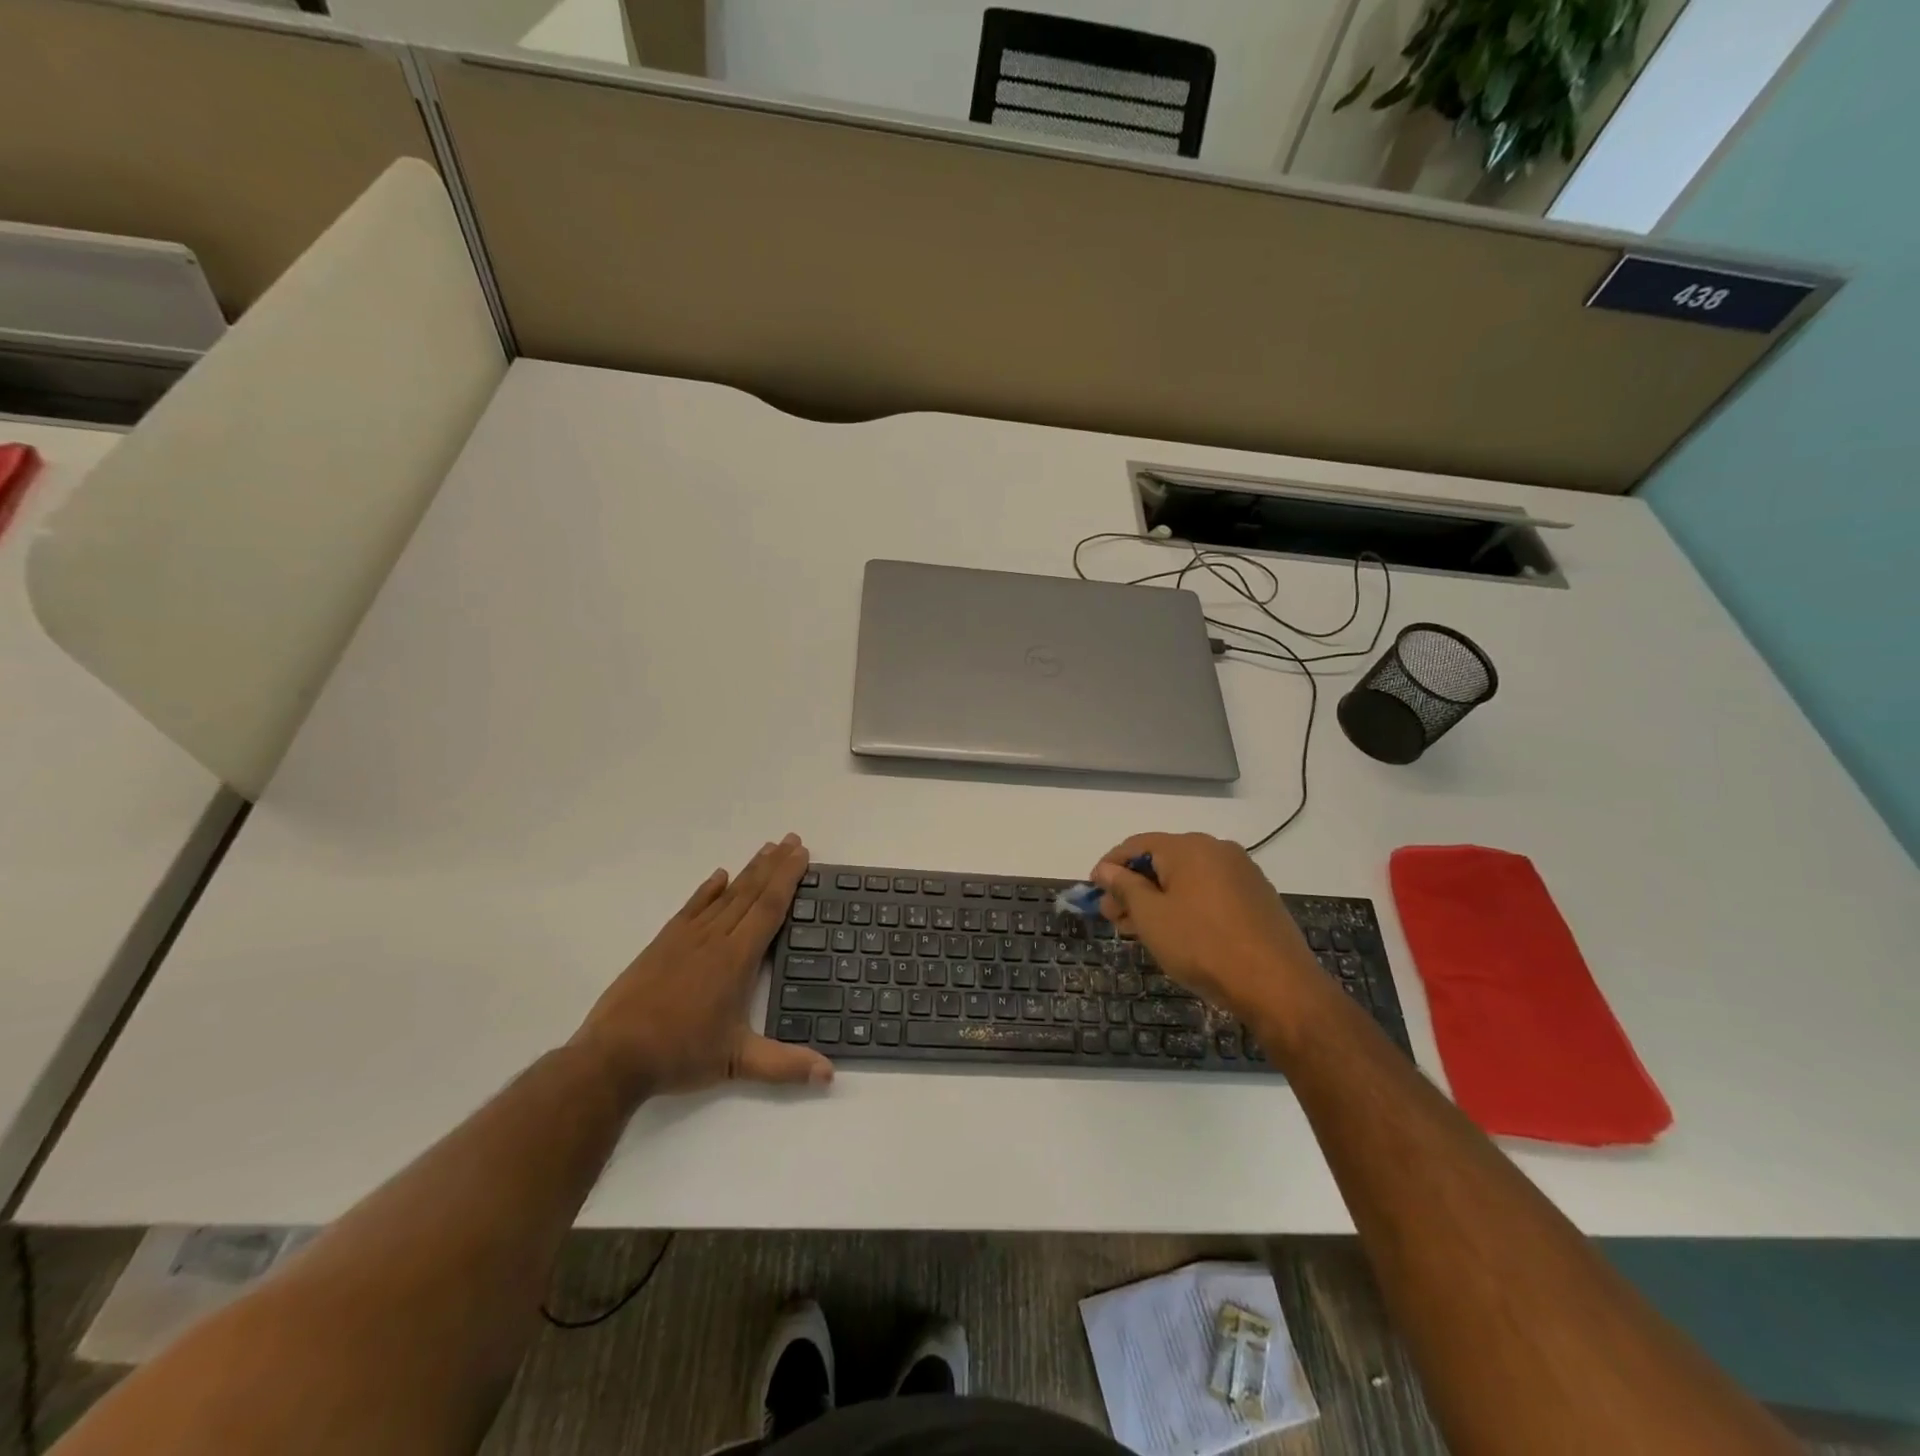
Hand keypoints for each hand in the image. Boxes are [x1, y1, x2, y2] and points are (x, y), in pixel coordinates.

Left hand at [570, 834, 832, 1097]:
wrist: (613, 1056)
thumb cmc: (679, 1055)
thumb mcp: (736, 1062)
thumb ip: (784, 1066)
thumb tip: (829, 1074)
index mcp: (736, 959)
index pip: (769, 908)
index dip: (788, 878)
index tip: (801, 853)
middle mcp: (714, 939)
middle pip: (750, 892)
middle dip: (774, 865)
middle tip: (793, 839)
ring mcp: (685, 938)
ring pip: (724, 895)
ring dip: (748, 870)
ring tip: (767, 848)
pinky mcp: (662, 944)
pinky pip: (692, 907)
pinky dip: (707, 889)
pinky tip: (718, 876)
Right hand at [1090, 833, 1327, 1035]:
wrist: (1278, 985)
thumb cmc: (1203, 945)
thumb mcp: (1151, 917)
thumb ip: (1125, 887)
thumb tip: (1105, 869)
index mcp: (1188, 847)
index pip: (1137, 845)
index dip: (1110, 866)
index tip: (1093, 892)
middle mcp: (1217, 849)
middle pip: (1162, 861)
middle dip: (1133, 887)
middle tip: (1114, 918)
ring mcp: (1242, 873)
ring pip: (1186, 878)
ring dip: (1158, 899)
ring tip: (1140, 930)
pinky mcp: (1257, 897)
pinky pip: (1210, 892)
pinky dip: (1186, 905)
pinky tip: (1177, 933)